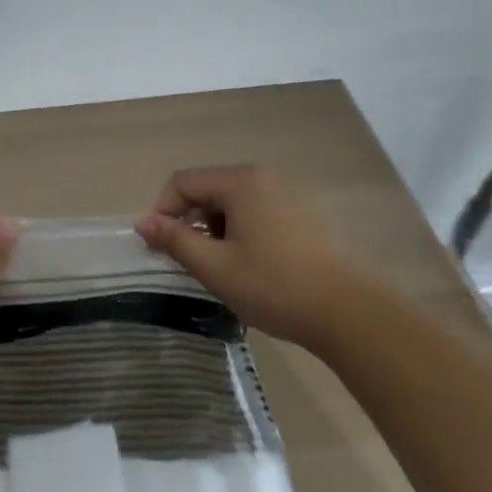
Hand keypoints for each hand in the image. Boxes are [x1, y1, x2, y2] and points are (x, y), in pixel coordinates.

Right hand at [134, 166, 358, 342]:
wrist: (349, 313)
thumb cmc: (274, 286)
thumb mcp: (215, 267)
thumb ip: (174, 240)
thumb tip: (142, 222)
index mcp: (240, 182)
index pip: (182, 182)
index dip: (163, 212)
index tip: (160, 248)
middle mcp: (263, 178)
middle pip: (208, 189)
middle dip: (190, 222)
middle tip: (190, 262)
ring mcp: (287, 194)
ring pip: (232, 203)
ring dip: (214, 230)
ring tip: (220, 268)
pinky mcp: (303, 215)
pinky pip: (256, 212)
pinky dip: (240, 232)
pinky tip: (249, 267)